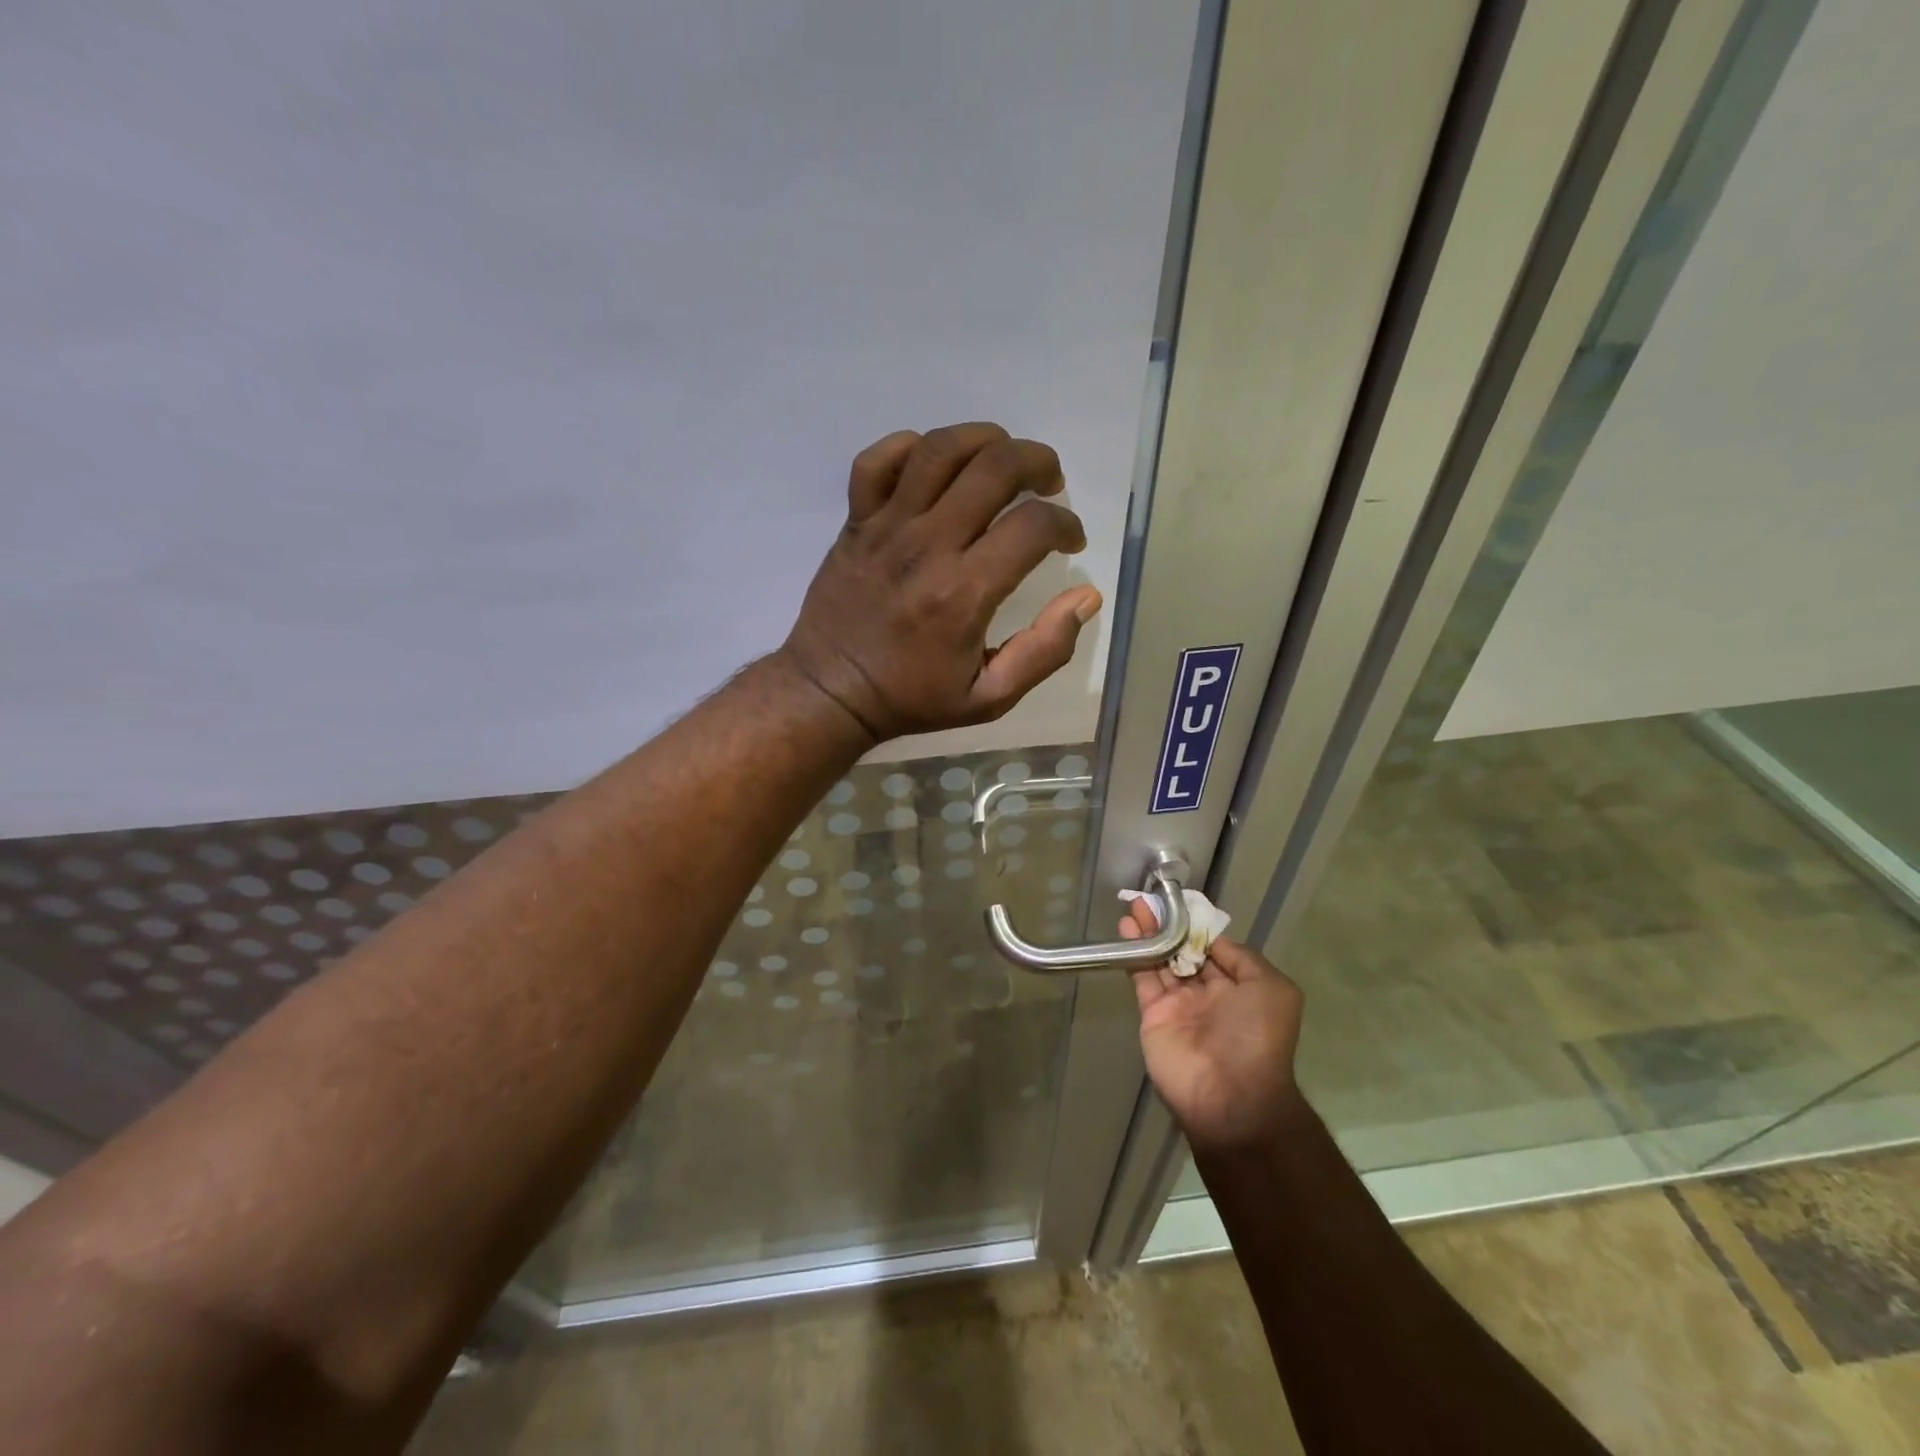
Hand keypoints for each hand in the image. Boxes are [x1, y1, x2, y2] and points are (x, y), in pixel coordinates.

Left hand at [779, 423, 1102, 742]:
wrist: (831, 692)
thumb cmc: (912, 697)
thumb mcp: (990, 697)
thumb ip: (1044, 651)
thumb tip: (1086, 597)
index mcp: (965, 593)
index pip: (1032, 527)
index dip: (1066, 524)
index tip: (1070, 541)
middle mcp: (928, 547)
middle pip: (994, 468)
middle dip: (1037, 462)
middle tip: (1049, 482)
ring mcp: (887, 528)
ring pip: (939, 449)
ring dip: (984, 440)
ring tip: (1002, 458)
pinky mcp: (856, 522)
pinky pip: (877, 460)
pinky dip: (909, 447)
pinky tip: (934, 464)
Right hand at [1120, 899, 1305, 1152]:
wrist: (1229, 1095)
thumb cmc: (1256, 1036)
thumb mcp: (1272, 989)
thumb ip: (1243, 958)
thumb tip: (1212, 939)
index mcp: (1239, 988)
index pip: (1214, 948)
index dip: (1197, 926)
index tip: (1180, 903)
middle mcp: (1208, 994)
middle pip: (1183, 951)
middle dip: (1169, 926)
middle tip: (1151, 900)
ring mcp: (1178, 1004)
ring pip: (1160, 960)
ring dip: (1149, 933)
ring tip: (1136, 906)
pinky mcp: (1152, 1014)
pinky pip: (1142, 977)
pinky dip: (1134, 953)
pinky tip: (1127, 928)